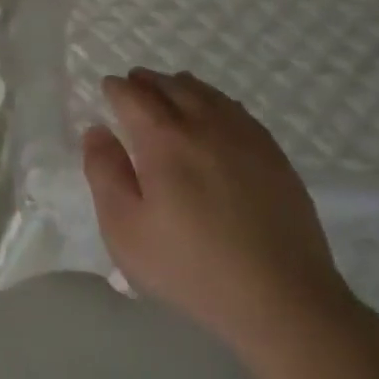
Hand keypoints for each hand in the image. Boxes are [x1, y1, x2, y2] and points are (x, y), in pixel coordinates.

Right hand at [83, 68, 355, 354]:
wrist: (281, 298)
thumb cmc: (190, 266)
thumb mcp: (125, 229)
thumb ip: (104, 173)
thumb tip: (97, 131)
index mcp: (164, 140)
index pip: (134, 97)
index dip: (116, 89)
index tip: (107, 88)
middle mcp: (205, 125)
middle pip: (171, 87)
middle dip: (147, 81)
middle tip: (133, 82)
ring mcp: (245, 138)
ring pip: (207, 94)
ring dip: (181, 86)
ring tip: (170, 89)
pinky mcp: (274, 156)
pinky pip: (238, 111)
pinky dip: (216, 101)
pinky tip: (215, 112)